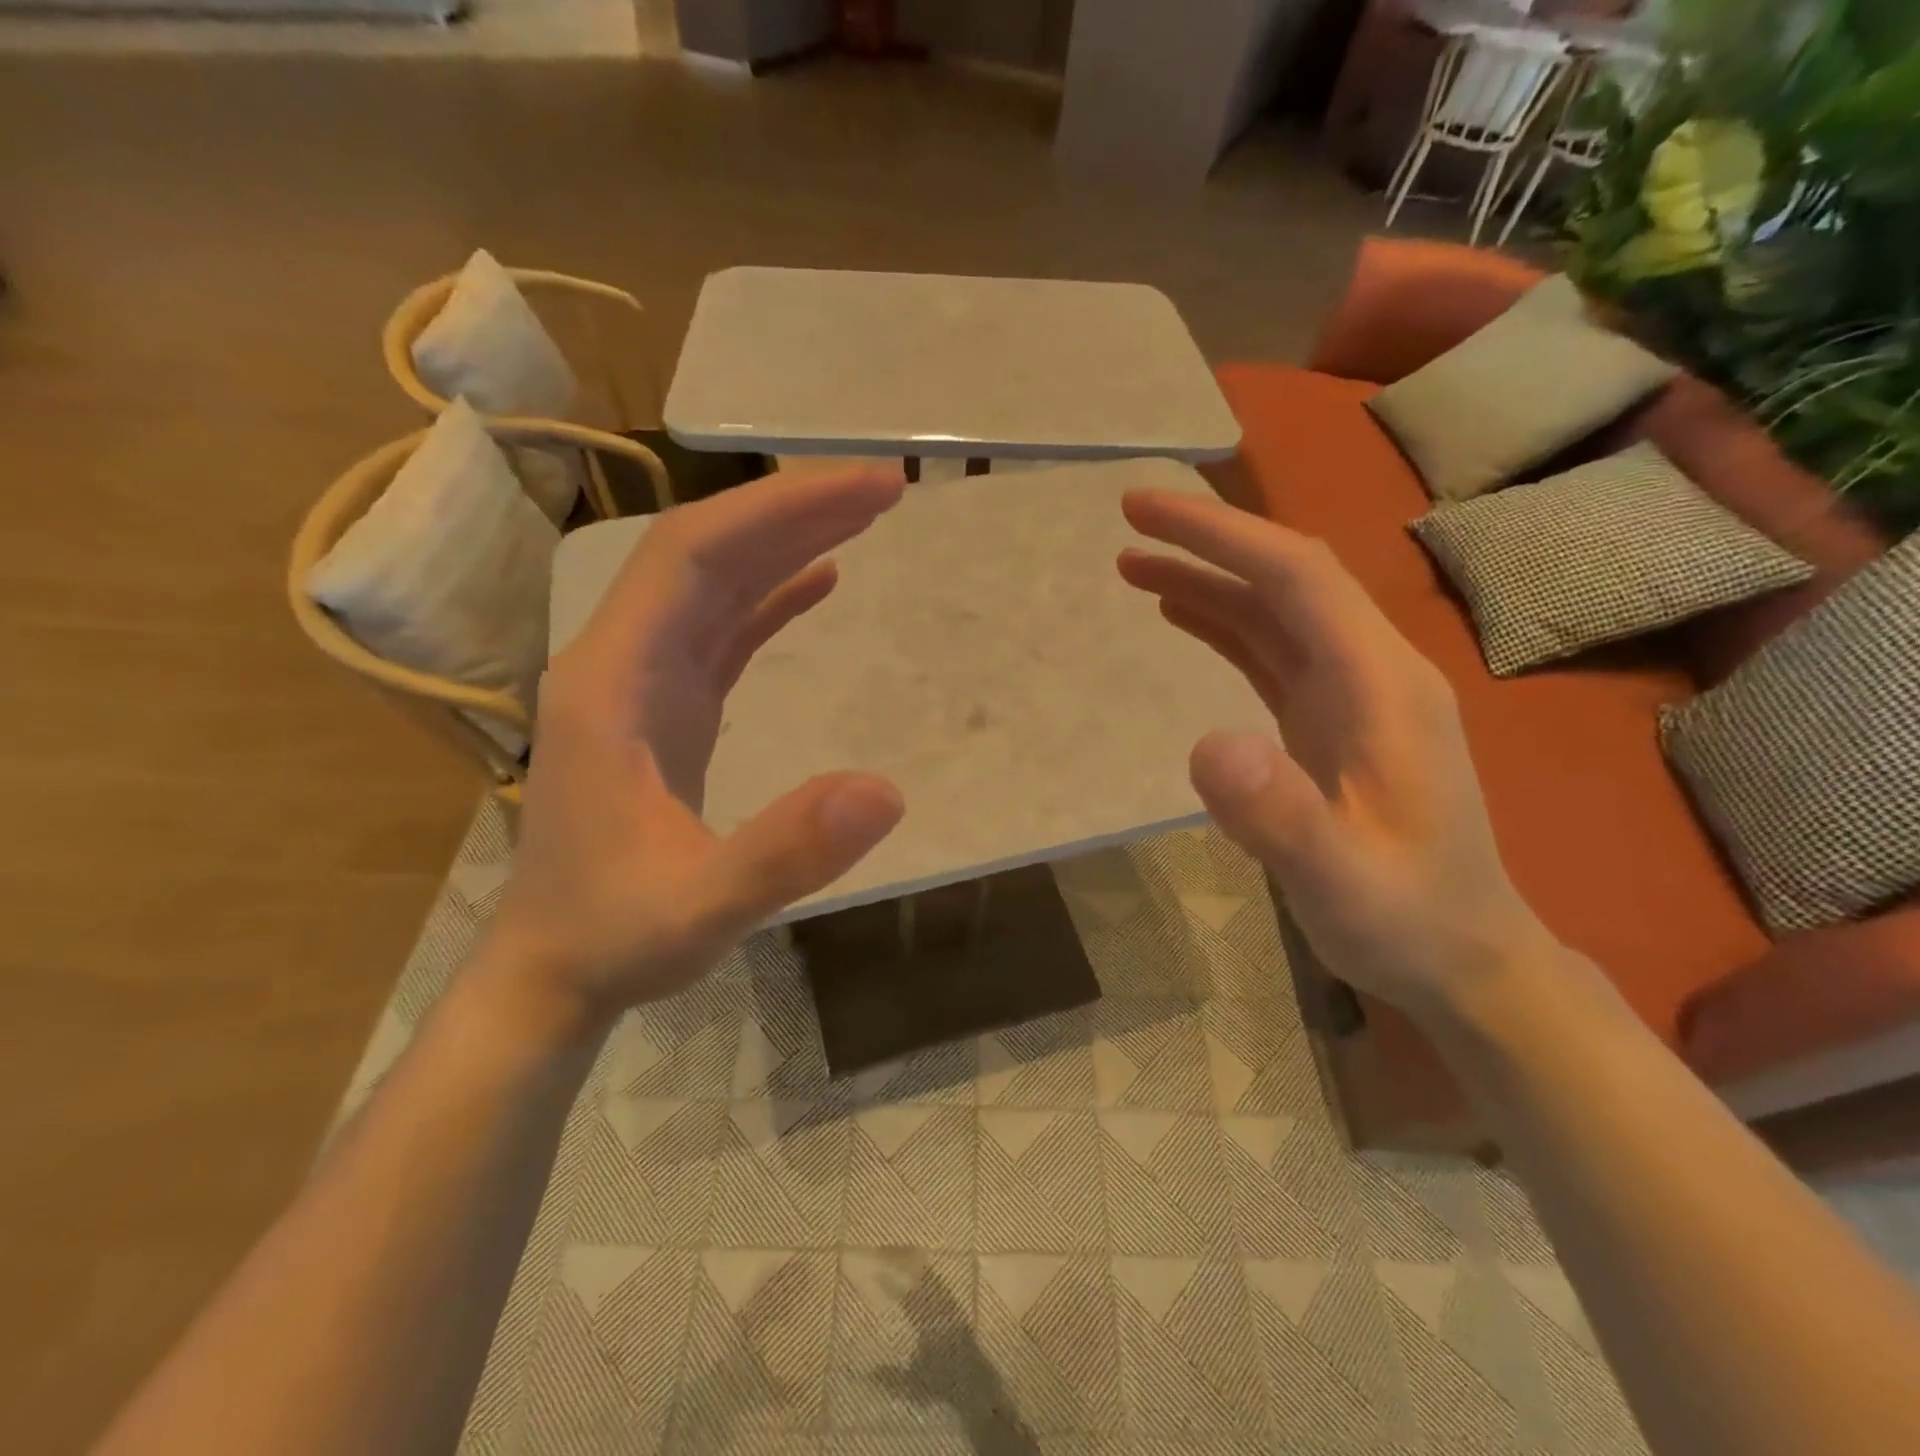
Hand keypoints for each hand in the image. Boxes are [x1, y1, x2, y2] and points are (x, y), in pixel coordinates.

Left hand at [490, 468, 908, 1025]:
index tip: (867, 489)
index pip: (693, 555)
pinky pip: (722, 629)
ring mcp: (643, 682)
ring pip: (715, 584)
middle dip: (794, 509)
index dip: (780, 509)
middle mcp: (621, 661)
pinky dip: (771, 596)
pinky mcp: (666, 708)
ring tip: (864, 517)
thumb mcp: (703, 907)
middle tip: (885, 489)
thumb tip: (887, 791)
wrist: (554, 969)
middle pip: (707, 552)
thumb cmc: (615, 935)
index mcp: (613, 680)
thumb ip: (785, 851)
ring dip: (786, 543)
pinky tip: (819, 582)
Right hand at [1117, 490, 1557, 1023]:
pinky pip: (1270, 652)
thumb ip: (1280, 814)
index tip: (1146, 512)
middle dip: (1208, 540)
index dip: (1221, 534)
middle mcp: (1370, 670)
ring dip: (1207, 579)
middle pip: (1285, 579)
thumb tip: (1205, 744)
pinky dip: (1223, 623)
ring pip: (1274, 612)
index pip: (1297, 577)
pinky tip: (1182, 615)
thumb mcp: (1340, 879)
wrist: (1460, 957)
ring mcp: (1351, 694)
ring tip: (1134, 565)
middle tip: (1129, 519)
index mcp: (1381, 684)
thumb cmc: (1406, 918)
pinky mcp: (1329, 720)